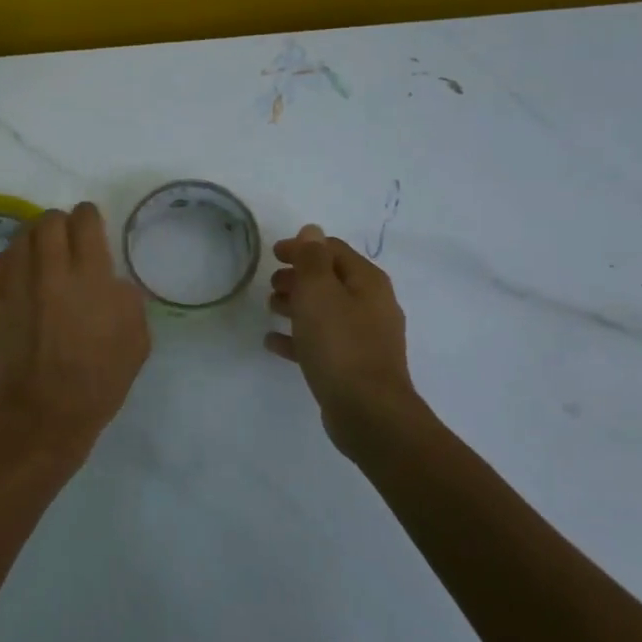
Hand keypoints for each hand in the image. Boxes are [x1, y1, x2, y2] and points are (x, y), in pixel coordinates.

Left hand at [0, 202, 149, 459]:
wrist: (43, 415)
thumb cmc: (98, 382)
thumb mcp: (136, 340)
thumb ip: (126, 298)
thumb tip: (109, 280)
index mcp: (90, 277)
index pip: (85, 220)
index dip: (89, 217)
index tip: (91, 227)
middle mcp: (49, 270)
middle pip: (49, 220)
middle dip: (61, 224)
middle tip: (67, 242)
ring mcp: (15, 283)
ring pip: (21, 236)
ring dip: (35, 240)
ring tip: (42, 258)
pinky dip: (11, 261)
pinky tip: (19, 278)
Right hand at [265, 224, 423, 445]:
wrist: (367, 411)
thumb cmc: (340, 344)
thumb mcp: (319, 292)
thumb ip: (312, 258)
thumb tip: (312, 231)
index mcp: (367, 282)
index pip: (333, 250)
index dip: (302, 247)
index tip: (272, 254)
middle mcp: (371, 305)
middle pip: (330, 280)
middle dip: (298, 277)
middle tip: (271, 284)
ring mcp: (364, 337)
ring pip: (325, 311)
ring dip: (296, 305)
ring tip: (270, 309)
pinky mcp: (352, 365)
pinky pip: (321, 342)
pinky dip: (298, 337)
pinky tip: (273, 342)